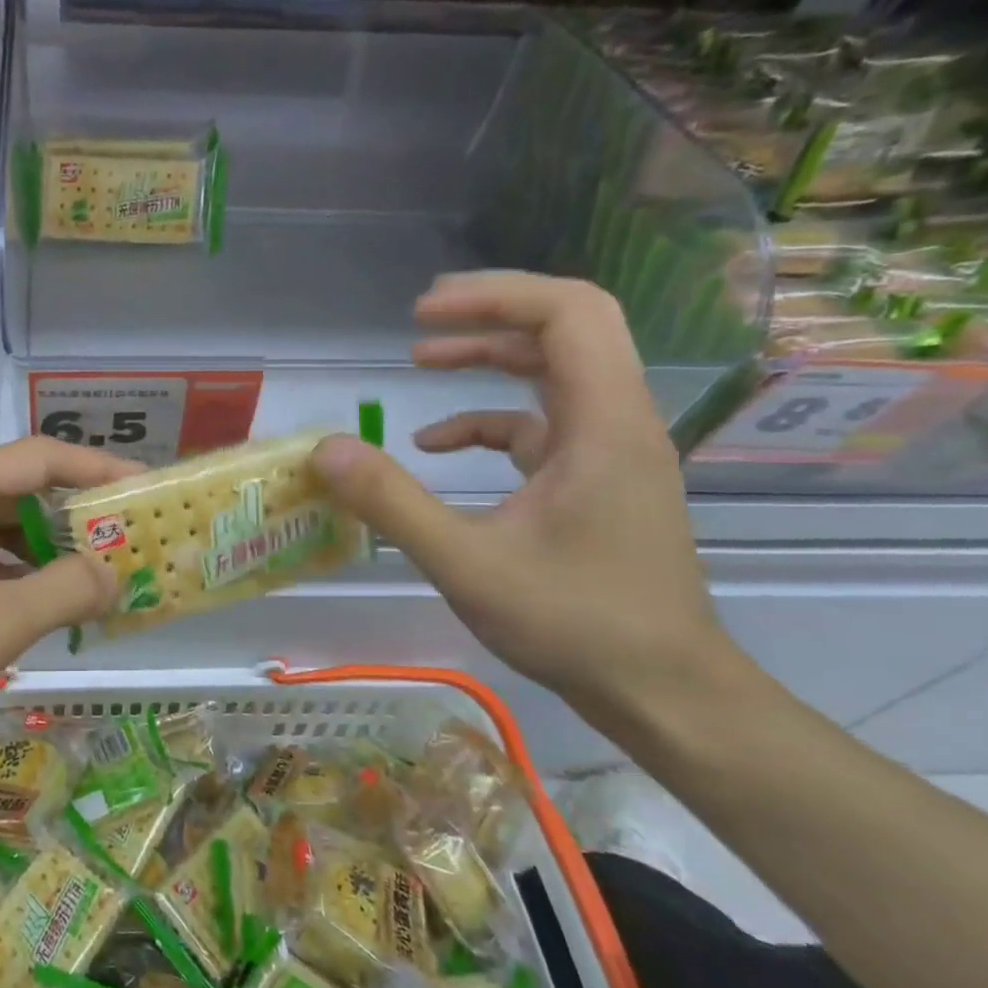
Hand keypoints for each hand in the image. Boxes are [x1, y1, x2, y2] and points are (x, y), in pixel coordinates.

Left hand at [0, 437, 136, 762]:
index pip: (40, 457)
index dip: (98, 467)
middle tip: (132, 540)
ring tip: (102, 576)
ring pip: (3, 530)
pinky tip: (48, 606)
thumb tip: (117, 574)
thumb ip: (66, 590)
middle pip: (23, 490)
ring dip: (51, 550)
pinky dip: (20, 577)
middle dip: (79, 515)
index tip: (146, 489)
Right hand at [310, 271, 726, 730]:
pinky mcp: (598, 479)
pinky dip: (489, 421)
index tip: (423, 313)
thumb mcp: (467, 563)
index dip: (493, 296)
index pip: (567, 314)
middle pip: (566, 328)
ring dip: (490, 358)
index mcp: (602, 424)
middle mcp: (618, 421)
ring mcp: (611, 450)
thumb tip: (325, 449)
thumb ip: (392, 502)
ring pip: (555, 372)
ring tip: (422, 358)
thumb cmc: (574, 623)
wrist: (661, 690)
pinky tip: (438, 446)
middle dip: (490, 314)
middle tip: (420, 319)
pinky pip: (543, 425)